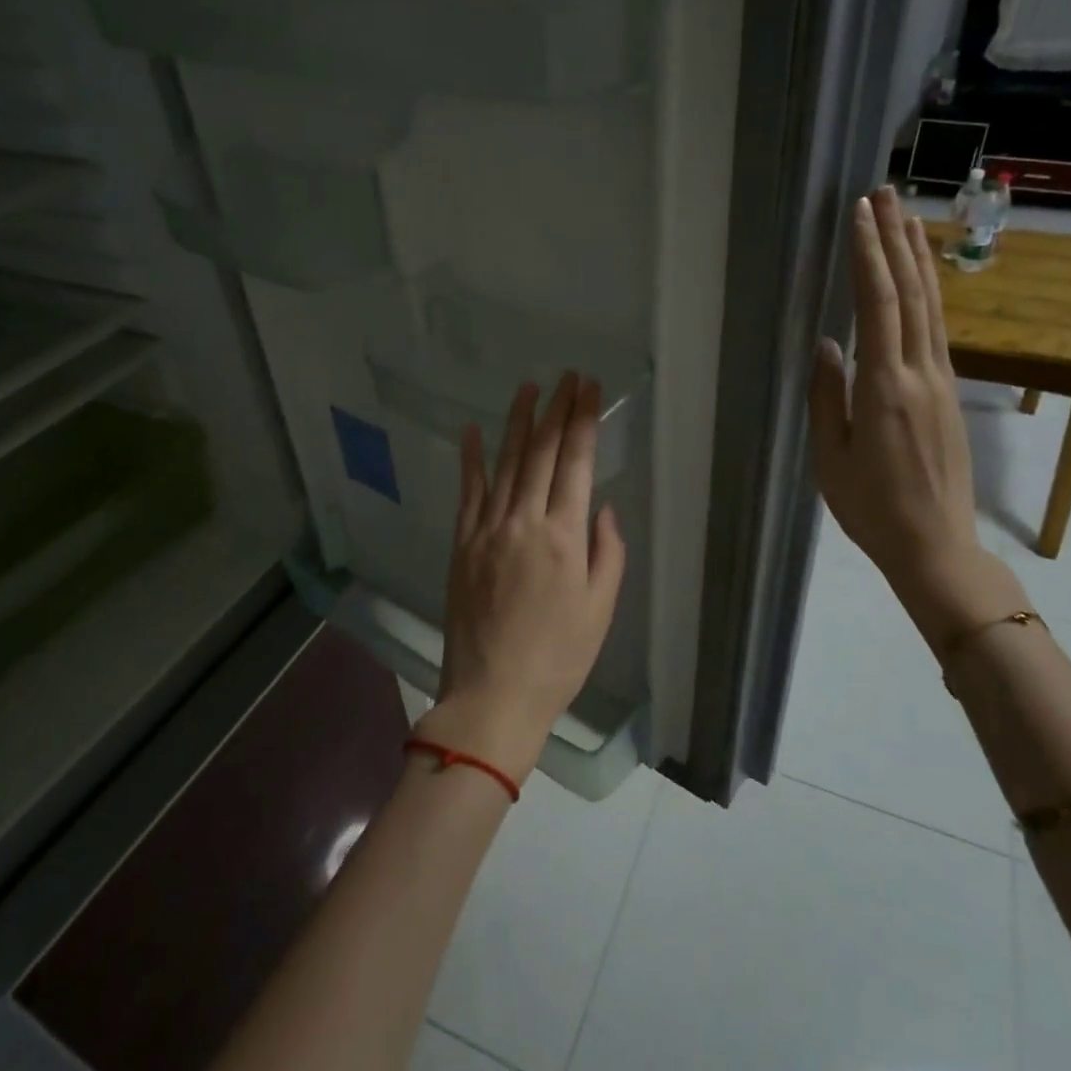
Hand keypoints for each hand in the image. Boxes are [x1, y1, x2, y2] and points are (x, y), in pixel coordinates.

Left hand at [417, 373, 626, 783]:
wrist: (493, 694)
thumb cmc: (558, 657)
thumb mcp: (600, 610)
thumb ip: (607, 552)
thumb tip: (602, 507)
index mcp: (564, 537)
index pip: (576, 463)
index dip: (584, 420)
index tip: (589, 388)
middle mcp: (524, 522)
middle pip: (543, 452)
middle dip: (557, 409)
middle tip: (567, 376)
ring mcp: (488, 530)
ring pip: (506, 463)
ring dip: (519, 422)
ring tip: (529, 388)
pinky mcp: (463, 543)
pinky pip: (468, 492)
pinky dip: (470, 459)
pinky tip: (471, 430)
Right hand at [809, 188, 1017, 650]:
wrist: (934, 544)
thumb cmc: (870, 507)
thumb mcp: (830, 457)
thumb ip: (828, 396)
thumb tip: (827, 343)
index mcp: (885, 387)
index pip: (878, 306)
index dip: (868, 255)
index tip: (859, 214)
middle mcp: (920, 372)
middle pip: (912, 292)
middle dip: (897, 239)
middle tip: (884, 194)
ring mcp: (942, 380)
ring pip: (932, 305)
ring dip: (919, 257)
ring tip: (907, 217)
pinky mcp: (950, 392)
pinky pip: (939, 328)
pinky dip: (930, 292)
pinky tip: (924, 276)